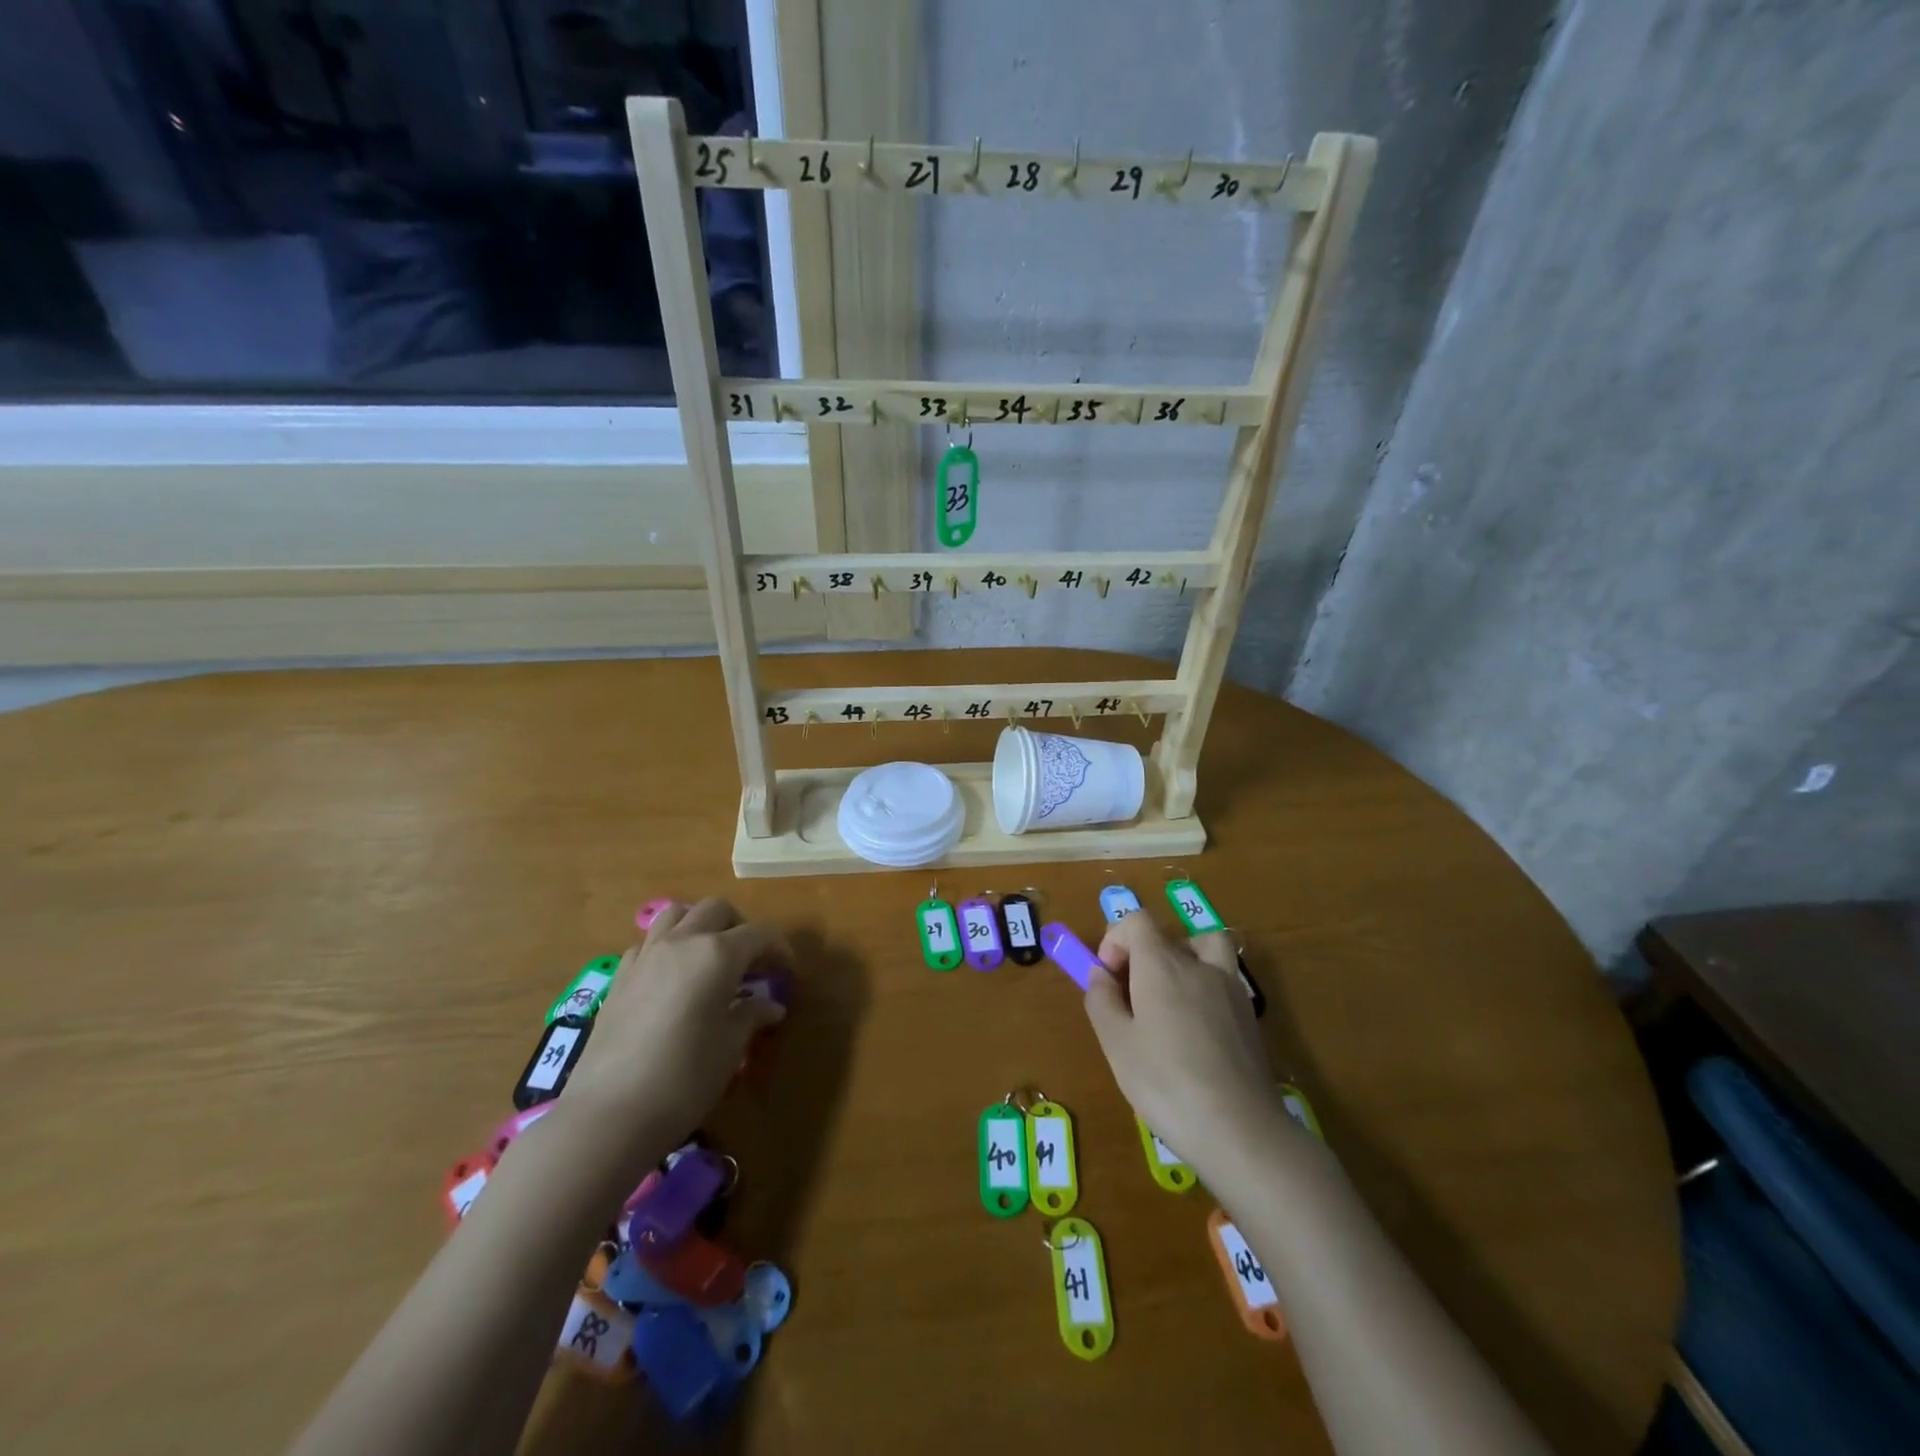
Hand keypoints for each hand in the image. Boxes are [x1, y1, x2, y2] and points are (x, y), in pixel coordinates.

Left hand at [562, 898, 787, 1159]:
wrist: (608, 1113)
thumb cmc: (685, 1078)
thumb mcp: (731, 1048)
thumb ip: (752, 1016)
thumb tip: (771, 1006)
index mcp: (718, 954)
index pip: (759, 933)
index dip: (779, 948)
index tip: (786, 972)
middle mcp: (682, 942)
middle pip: (716, 909)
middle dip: (739, 926)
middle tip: (750, 961)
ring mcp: (645, 956)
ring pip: (677, 914)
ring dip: (699, 925)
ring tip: (709, 957)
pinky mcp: (619, 977)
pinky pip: (647, 943)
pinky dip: (666, 947)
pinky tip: (671, 979)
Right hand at [1083, 912, 1280, 1168]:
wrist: (1240, 1130)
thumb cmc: (1166, 1083)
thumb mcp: (1116, 1044)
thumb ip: (1102, 1000)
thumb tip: (1101, 974)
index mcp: (1162, 964)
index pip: (1136, 921)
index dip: (1115, 940)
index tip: (1108, 979)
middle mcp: (1199, 964)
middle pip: (1167, 936)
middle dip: (1142, 957)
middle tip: (1131, 999)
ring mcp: (1231, 989)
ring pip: (1206, 948)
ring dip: (1184, 959)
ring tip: (1170, 998)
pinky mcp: (1249, 1017)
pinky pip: (1223, 980)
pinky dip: (1205, 988)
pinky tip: (1196, 1032)